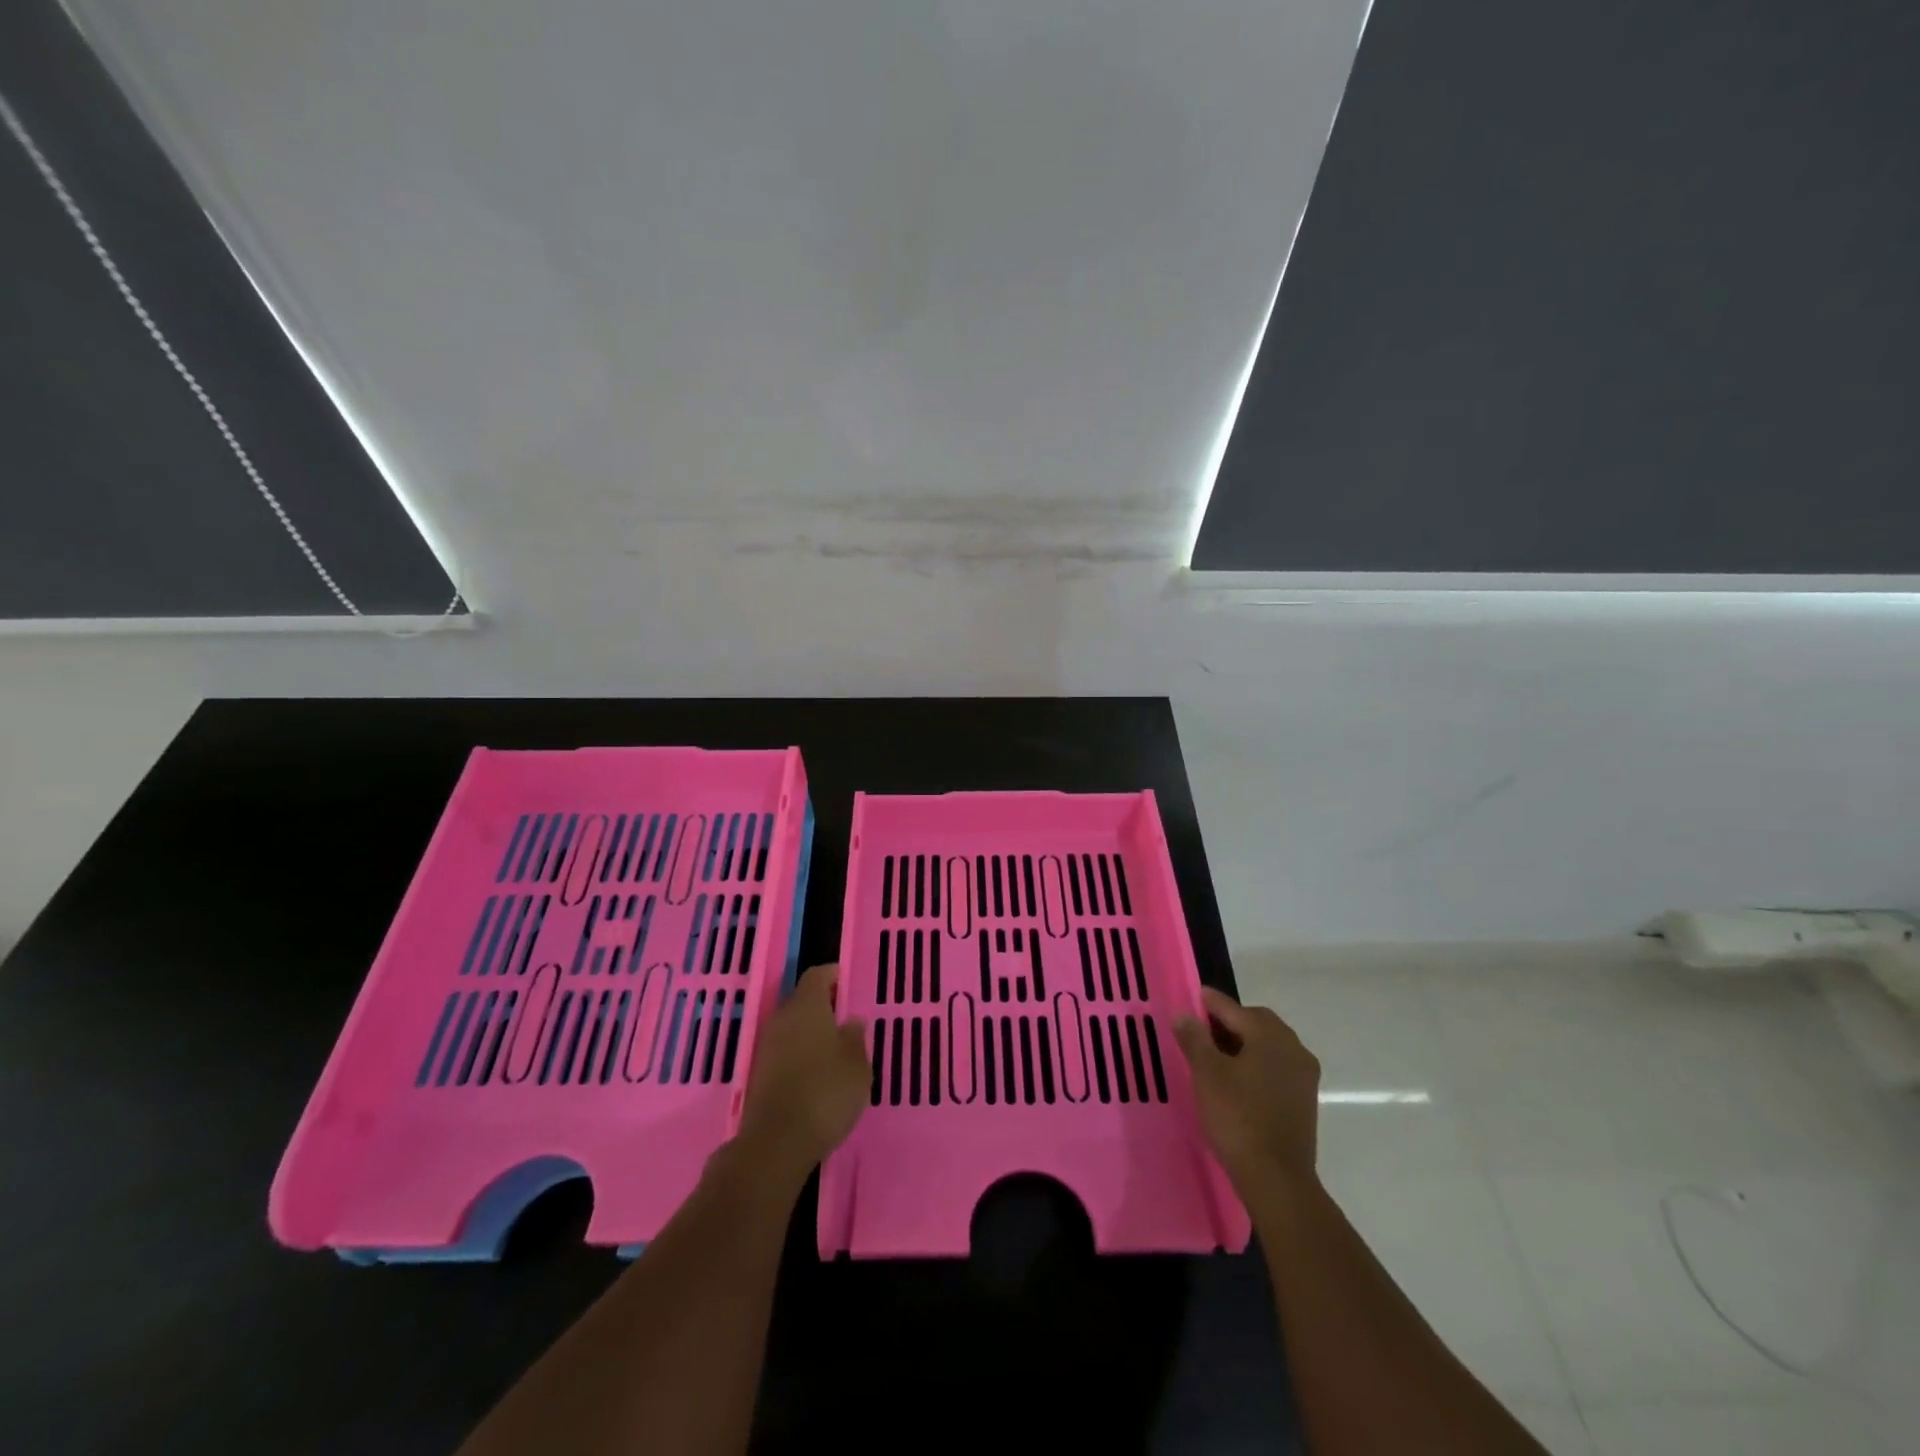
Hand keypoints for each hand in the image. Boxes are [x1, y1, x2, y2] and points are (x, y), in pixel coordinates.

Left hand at [735, 964, 870, 1183]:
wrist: (777, 1142)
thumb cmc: (826, 1092)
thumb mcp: (857, 1065)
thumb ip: (855, 1038)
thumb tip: (851, 1021)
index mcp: (807, 1006)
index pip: (817, 975)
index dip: (833, 975)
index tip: (847, 981)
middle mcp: (782, 1018)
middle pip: (802, 1000)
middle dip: (822, 1005)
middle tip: (845, 1017)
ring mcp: (767, 1046)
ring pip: (792, 1027)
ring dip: (810, 1032)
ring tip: (834, 1047)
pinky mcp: (759, 1072)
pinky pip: (784, 1050)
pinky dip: (799, 1053)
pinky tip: (816, 1072)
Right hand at [1174, 986, 1321, 1196]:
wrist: (1277, 1179)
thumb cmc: (1238, 1118)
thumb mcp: (1207, 1074)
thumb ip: (1194, 1038)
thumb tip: (1184, 1014)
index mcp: (1270, 1036)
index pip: (1234, 1008)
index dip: (1210, 1003)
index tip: (1193, 998)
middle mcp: (1293, 1048)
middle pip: (1257, 1022)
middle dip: (1230, 1022)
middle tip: (1202, 1030)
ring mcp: (1303, 1076)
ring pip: (1269, 1045)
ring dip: (1244, 1043)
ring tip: (1216, 1056)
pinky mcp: (1305, 1100)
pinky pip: (1277, 1067)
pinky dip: (1257, 1064)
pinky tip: (1238, 1080)